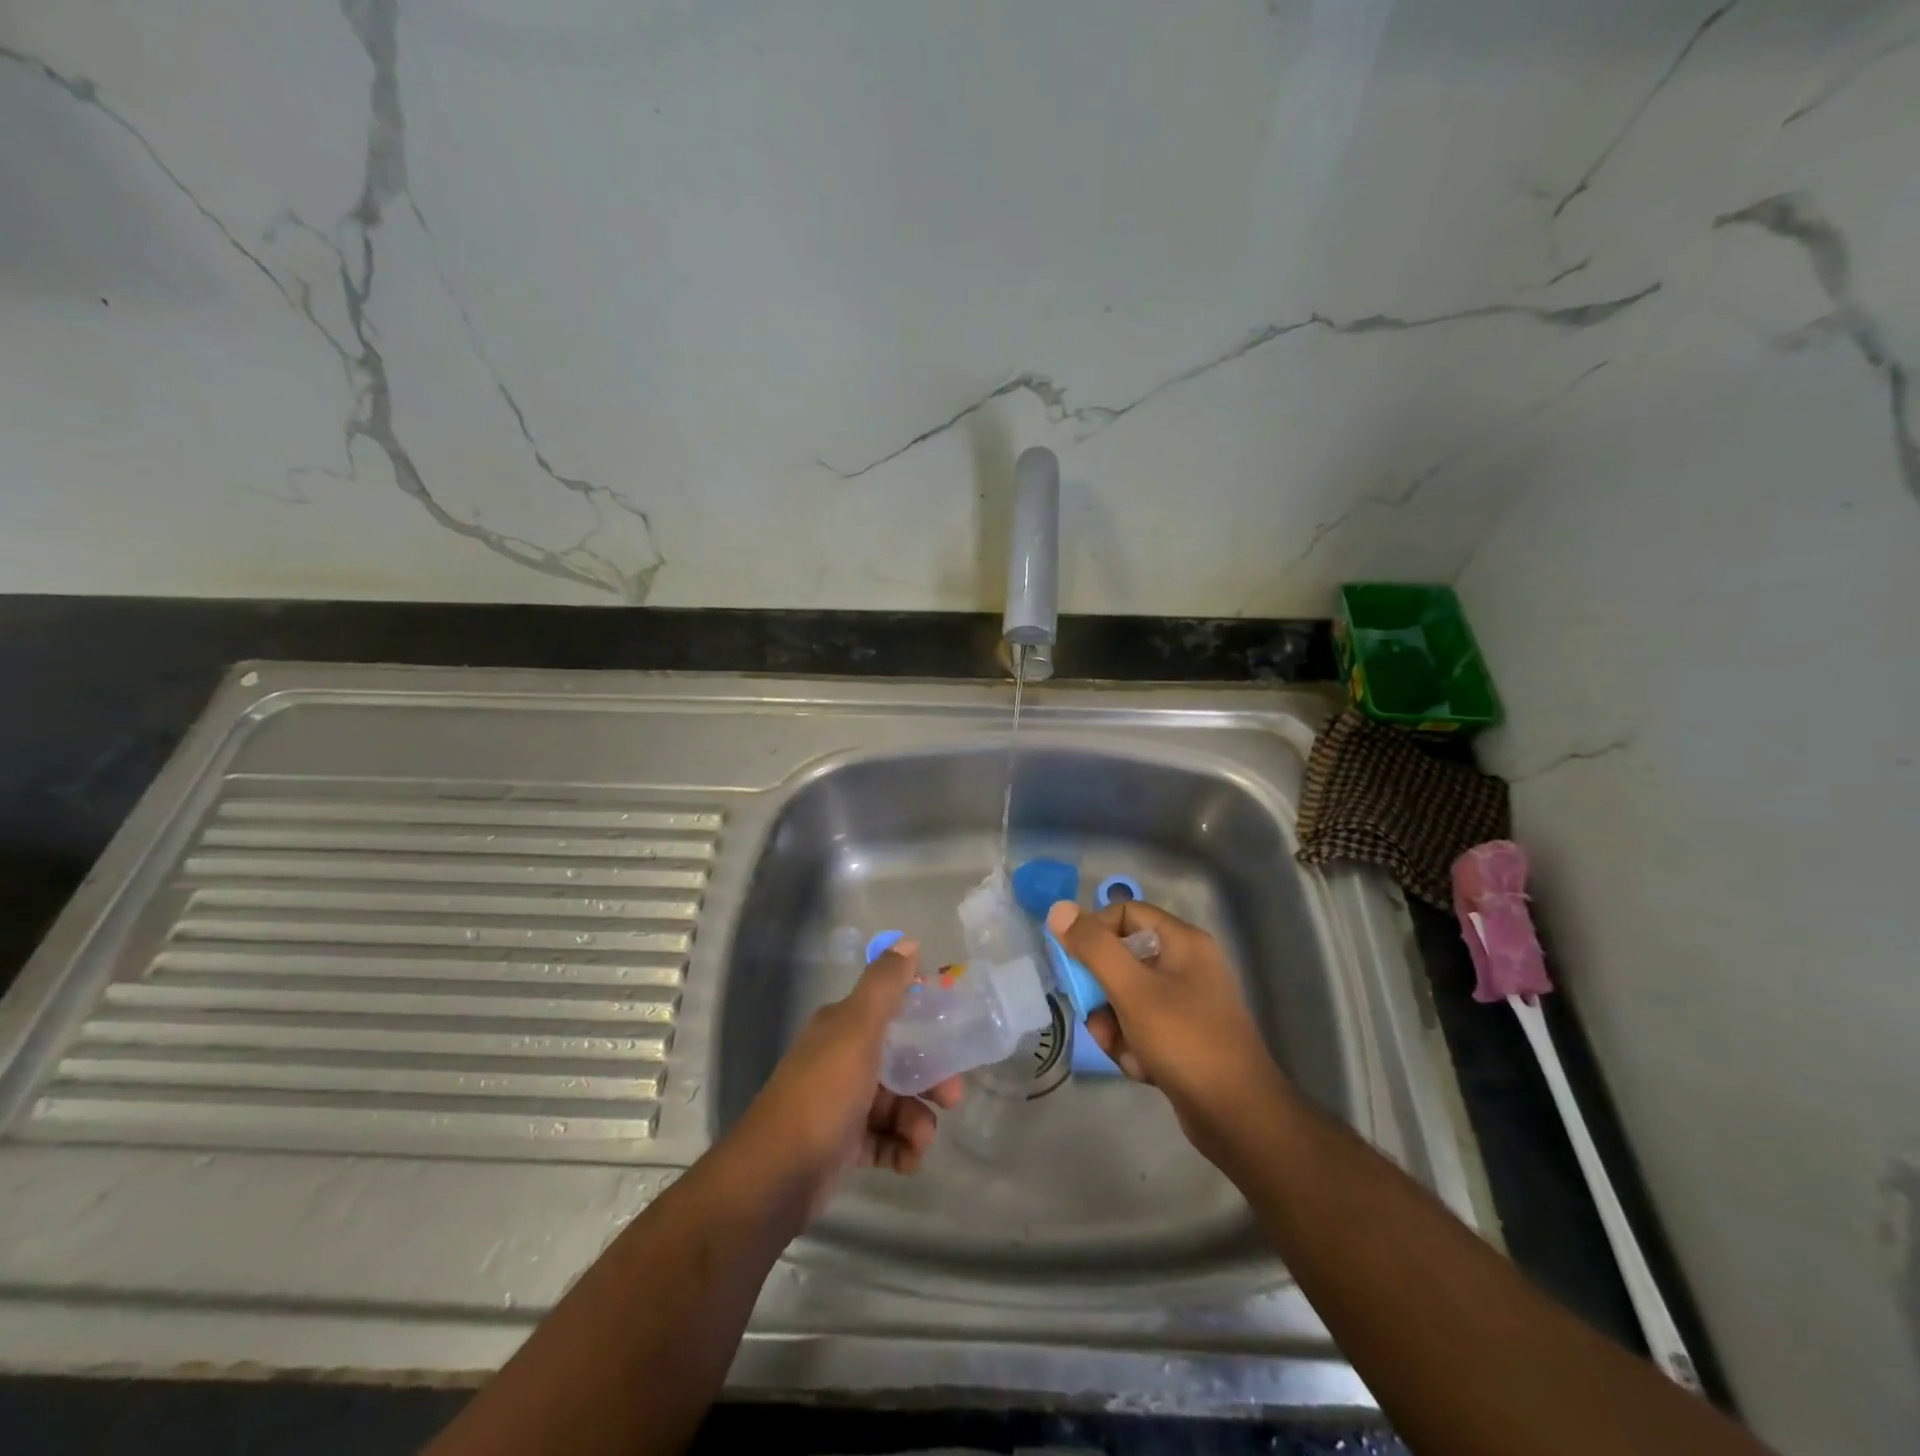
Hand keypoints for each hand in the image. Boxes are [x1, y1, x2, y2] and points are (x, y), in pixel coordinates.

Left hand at [732, 942, 961, 1214]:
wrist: (777, 1175)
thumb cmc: (823, 1093)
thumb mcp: (857, 1029)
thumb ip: (884, 986)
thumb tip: (909, 942)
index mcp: (842, 1026)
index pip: (890, 1008)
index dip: (923, 1015)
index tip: (954, 1028)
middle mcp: (841, 1059)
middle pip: (901, 1060)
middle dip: (931, 1078)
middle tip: (953, 1098)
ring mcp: (842, 1104)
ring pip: (897, 1104)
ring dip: (918, 1121)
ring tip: (922, 1141)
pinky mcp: (844, 1146)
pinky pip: (885, 1141)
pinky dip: (901, 1149)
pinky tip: (908, 1162)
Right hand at [1047, 900, 1287, 1152]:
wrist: (1238, 1117)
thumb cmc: (1185, 1041)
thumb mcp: (1132, 990)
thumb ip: (1094, 948)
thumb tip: (1059, 910)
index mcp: (1183, 942)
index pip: (1125, 913)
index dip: (1095, 932)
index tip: (1075, 964)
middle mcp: (1186, 964)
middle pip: (1122, 958)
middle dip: (1101, 991)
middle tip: (1093, 1016)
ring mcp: (1186, 1002)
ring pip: (1127, 996)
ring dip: (1113, 1024)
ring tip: (1120, 1050)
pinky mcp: (1183, 1036)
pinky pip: (1142, 1026)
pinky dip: (1132, 1045)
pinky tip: (1140, 1069)